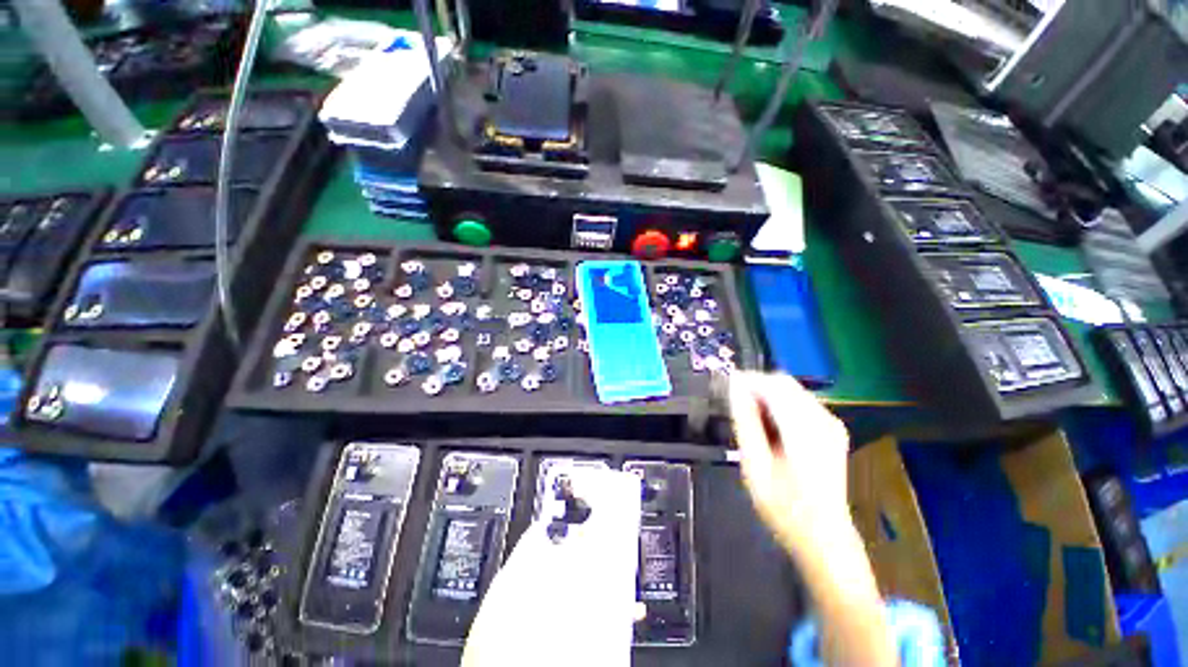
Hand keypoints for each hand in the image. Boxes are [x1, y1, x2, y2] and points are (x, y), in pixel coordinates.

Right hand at [728, 372, 851, 555]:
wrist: (823, 535)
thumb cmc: (784, 507)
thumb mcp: (755, 465)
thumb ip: (746, 422)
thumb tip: (734, 388)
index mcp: (805, 430)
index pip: (773, 384)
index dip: (747, 380)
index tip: (725, 387)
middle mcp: (823, 420)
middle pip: (784, 382)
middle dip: (756, 386)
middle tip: (734, 404)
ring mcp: (831, 424)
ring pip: (791, 389)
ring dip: (766, 395)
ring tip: (750, 418)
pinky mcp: (831, 429)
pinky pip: (800, 401)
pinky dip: (779, 404)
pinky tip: (769, 426)